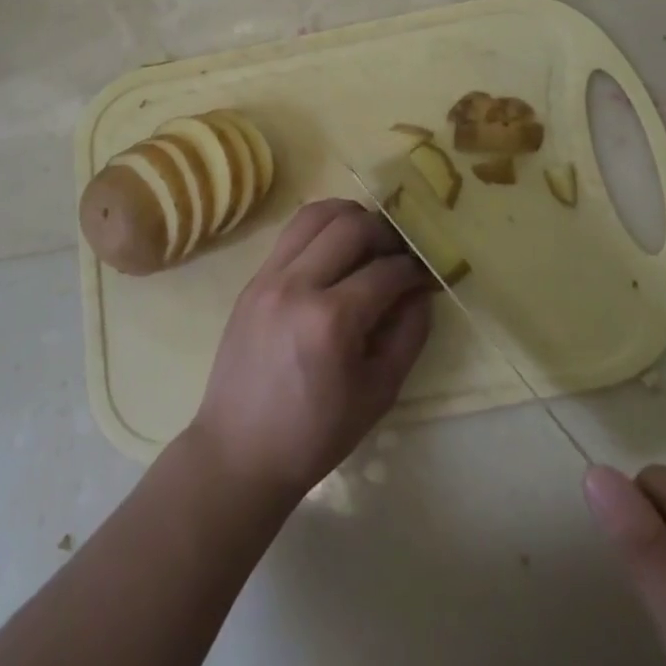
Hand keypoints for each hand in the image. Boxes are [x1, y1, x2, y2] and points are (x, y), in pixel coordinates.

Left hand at [189, 199, 433, 502]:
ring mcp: (268, 277)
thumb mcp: (379, 392)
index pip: (386, 270)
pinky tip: (335, 253)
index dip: (415, 270)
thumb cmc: (316, 434)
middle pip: (352, 226)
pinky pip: (291, 233)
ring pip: (316, 214)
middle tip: (398, 255)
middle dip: (386, 234)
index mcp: (332, 321)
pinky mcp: (253, 279)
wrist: (240, 451)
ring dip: (350, 219)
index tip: (426, 276)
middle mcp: (297, 286)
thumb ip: (409, 333)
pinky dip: (320, 231)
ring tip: (367, 242)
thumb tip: (422, 289)